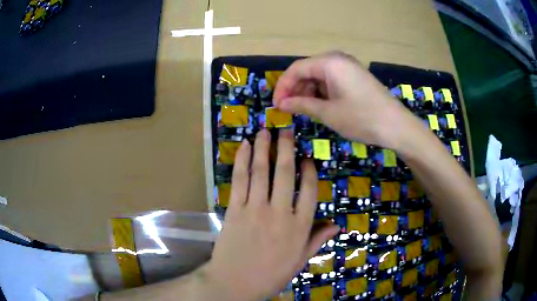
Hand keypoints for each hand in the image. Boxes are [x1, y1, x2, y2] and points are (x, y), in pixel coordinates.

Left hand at [205, 130, 339, 300]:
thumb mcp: (299, 261)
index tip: (307, 158)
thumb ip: (317, 240)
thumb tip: (337, 224)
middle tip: (286, 131)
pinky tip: (245, 147)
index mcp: (299, 227)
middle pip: (285, 174)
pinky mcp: (235, 209)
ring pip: (262, 172)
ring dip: (263, 148)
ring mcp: (255, 209)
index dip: (309, 171)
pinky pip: (240, 180)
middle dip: (286, 149)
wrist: (234, 283)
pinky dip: (242, 161)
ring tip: (265, 131)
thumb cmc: (270, 275)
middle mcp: (280, 213)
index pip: (309, 191)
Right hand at [273, 51, 415, 149]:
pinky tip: (319, 106)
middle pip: (307, 70)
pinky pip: (331, 80)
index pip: (296, 69)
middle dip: (294, 89)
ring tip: (301, 110)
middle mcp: (338, 59)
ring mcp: (348, 67)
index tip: (276, 105)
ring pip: (319, 75)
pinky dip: (321, 92)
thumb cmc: (361, 118)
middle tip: (287, 110)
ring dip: (307, 92)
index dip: (282, 87)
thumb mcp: (328, 113)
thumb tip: (281, 104)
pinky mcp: (355, 77)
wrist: (397, 126)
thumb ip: (302, 104)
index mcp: (329, 62)